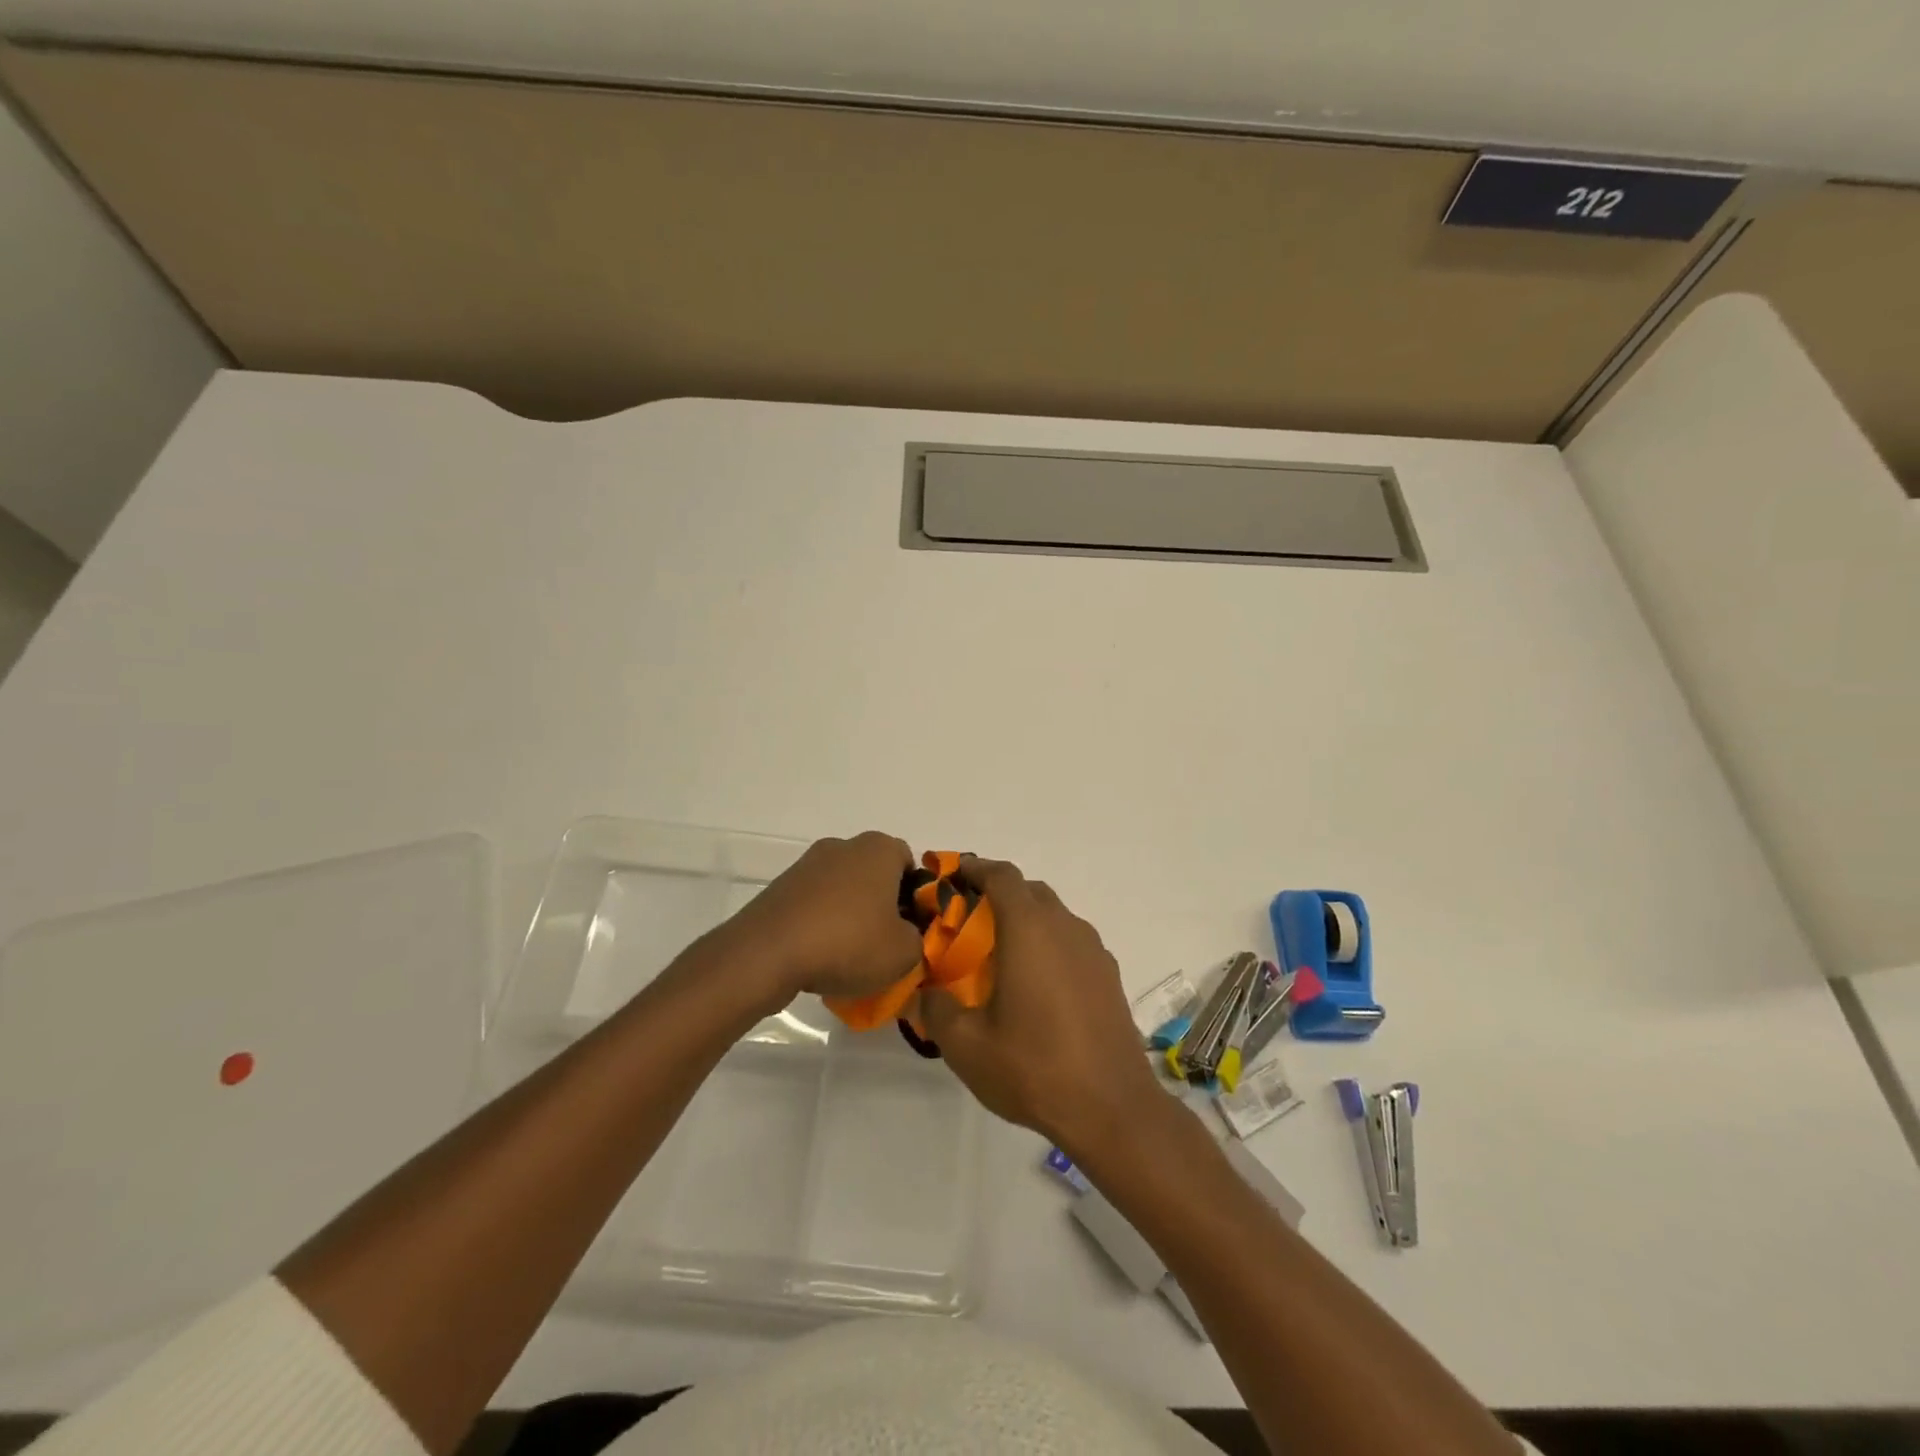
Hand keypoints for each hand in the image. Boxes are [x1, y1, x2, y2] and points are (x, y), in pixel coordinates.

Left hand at [720, 832, 924, 1005]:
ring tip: (850, 955)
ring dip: (850, 914)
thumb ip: (918, 940)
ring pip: (843, 888)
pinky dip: (821, 922)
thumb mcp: (903, 953)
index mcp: (879, 849)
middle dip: (882, 904)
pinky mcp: (782, 886)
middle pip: (875, 873)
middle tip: (884, 942)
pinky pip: (814, 902)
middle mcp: (844, 846)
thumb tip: (907, 936)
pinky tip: (820, 955)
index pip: (909, 863)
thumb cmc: (847, 942)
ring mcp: (808, 864)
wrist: (767, 953)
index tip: (912, 927)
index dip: (915, 895)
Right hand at [921, 856, 1165, 1159]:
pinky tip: (1036, 985)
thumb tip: (925, 993)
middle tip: (969, 919)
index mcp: (1029, 929)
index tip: (953, 874)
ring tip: (1000, 954)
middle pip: (1030, 891)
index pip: (1002, 876)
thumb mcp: (965, 1045)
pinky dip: (1049, 945)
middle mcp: (1065, 927)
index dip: (975, 868)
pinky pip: (1073, 943)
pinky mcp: (1109, 976)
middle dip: (999, 894)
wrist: (1112, 1108)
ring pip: (1055, 916)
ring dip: (1027, 921)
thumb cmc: (1033, 1067)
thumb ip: (936, 1009)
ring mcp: (1093, 951)